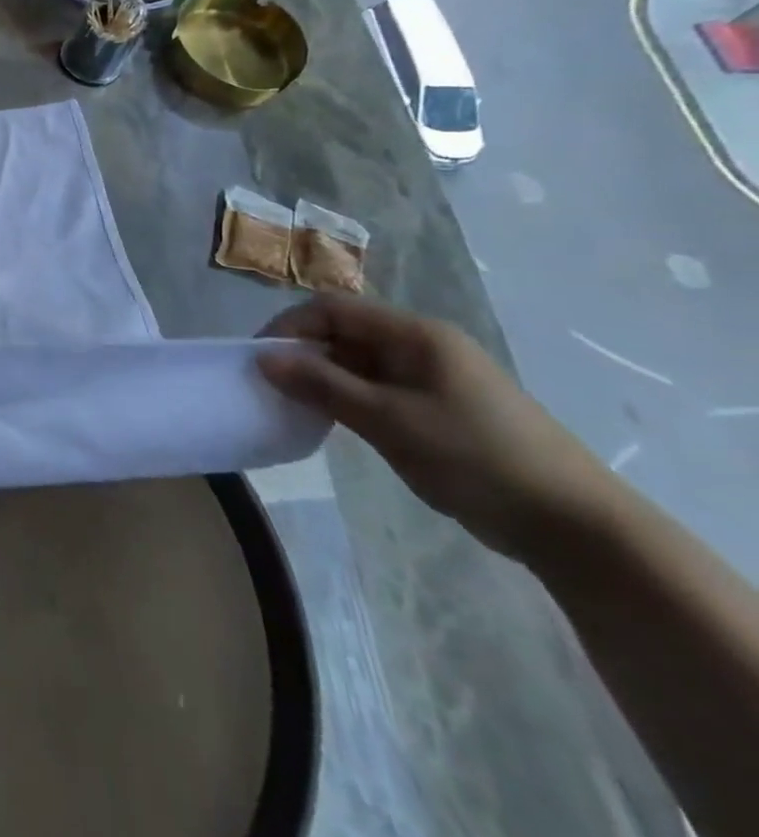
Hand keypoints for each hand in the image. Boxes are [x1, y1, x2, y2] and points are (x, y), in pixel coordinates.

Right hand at [258, 296, 609, 559]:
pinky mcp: (442, 408)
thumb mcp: (388, 420)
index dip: (290, 327)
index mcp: (416, 334)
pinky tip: (338, 424)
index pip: (334, 309)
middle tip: (274, 388)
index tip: (260, 360)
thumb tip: (263, 358)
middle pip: (345, 332)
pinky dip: (350, 400)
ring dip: (325, 380)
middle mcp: (424, 345)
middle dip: (304, 354)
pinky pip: (379, 389)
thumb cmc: (476, 459)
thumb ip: (322, 384)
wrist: (577, 527)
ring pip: (360, 363)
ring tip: (300, 408)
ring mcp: (435, 378)